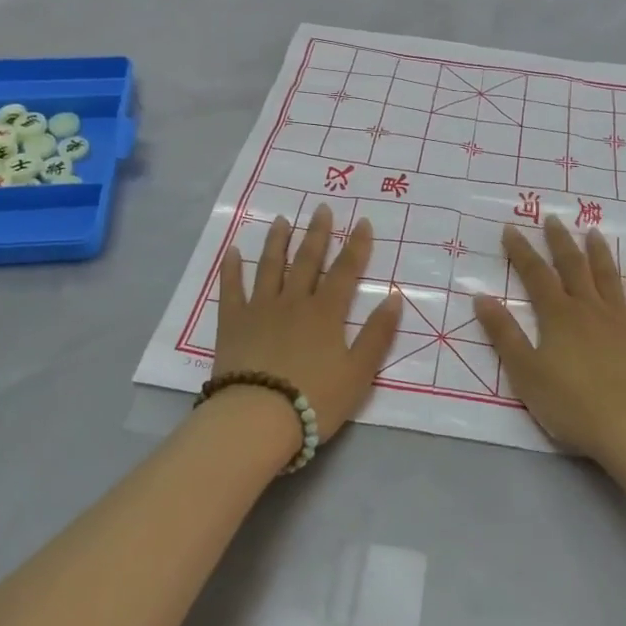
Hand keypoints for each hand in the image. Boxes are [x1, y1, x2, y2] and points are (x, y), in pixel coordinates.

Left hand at [214, 205, 402, 443]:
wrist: (257, 418)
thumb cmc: (314, 399)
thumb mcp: (358, 373)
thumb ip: (377, 334)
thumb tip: (394, 297)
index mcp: (325, 313)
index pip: (345, 272)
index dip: (356, 246)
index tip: (362, 222)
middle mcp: (293, 302)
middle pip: (307, 261)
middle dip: (317, 233)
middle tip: (321, 208)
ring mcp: (260, 309)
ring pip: (270, 266)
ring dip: (277, 241)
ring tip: (282, 220)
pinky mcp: (232, 323)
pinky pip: (231, 289)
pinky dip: (232, 269)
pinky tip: (233, 252)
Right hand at [473, 216, 625, 459]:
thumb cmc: (571, 403)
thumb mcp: (525, 372)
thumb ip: (504, 333)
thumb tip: (481, 297)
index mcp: (558, 315)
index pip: (535, 274)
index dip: (521, 251)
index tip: (511, 228)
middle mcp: (588, 308)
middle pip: (573, 266)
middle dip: (560, 241)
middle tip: (553, 218)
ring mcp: (620, 319)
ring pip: (608, 276)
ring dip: (599, 252)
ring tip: (593, 231)